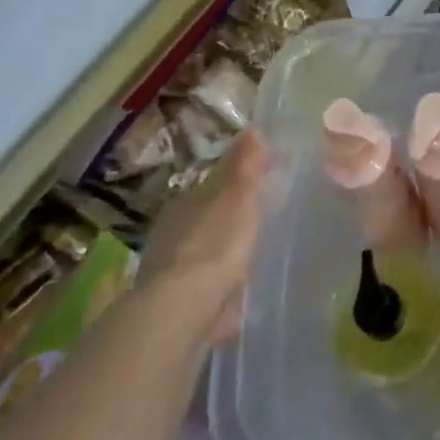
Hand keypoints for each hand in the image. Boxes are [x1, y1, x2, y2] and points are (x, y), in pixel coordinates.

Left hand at [133, 130, 268, 344]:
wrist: (184, 311)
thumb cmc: (214, 245)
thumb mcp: (237, 198)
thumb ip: (245, 166)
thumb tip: (252, 128)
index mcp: (186, 203)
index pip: (215, 184)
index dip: (240, 181)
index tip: (266, 182)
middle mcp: (173, 233)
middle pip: (208, 217)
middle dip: (230, 218)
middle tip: (263, 218)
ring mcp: (173, 271)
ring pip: (205, 252)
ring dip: (223, 253)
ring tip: (254, 255)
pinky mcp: (181, 306)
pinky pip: (207, 287)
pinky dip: (221, 286)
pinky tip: (239, 293)